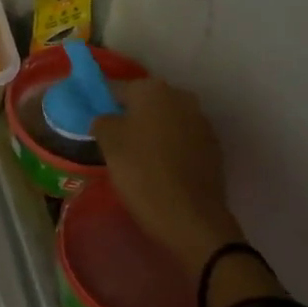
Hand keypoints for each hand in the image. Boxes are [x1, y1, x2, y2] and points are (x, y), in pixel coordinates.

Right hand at [91, 79, 244, 275]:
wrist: (191, 217)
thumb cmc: (142, 175)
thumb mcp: (109, 146)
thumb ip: (103, 122)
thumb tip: (106, 119)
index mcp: (153, 90)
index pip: (118, 89)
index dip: (103, 104)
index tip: (94, 122)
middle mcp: (181, 97)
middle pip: (146, 102)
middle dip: (130, 117)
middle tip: (113, 142)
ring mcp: (201, 121)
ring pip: (166, 120)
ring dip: (151, 132)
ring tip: (136, 158)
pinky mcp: (213, 146)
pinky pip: (182, 139)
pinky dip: (169, 148)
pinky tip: (159, 169)